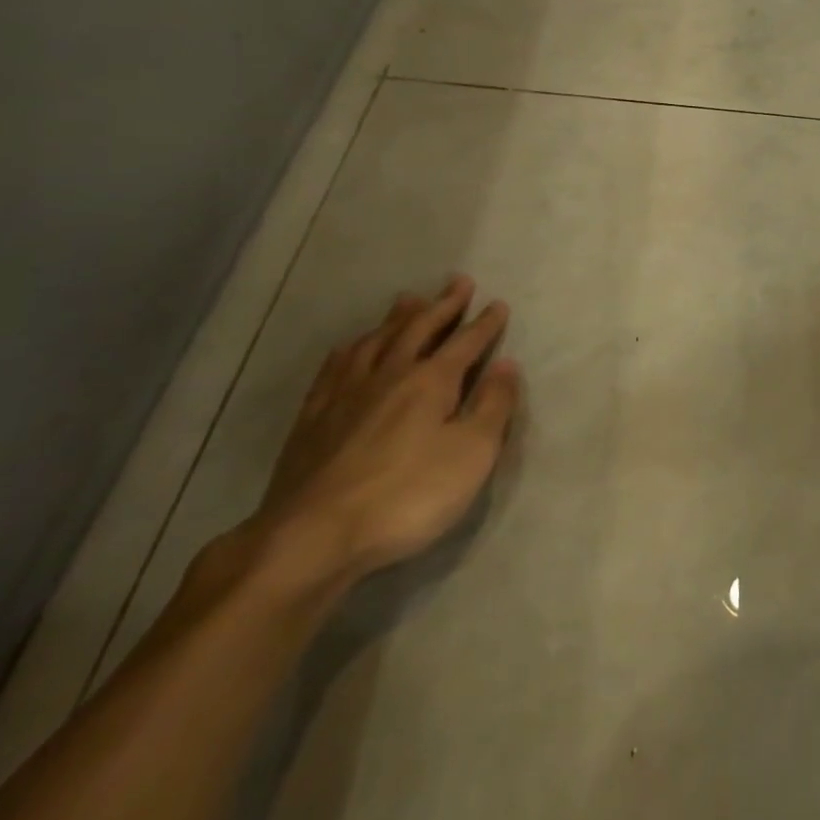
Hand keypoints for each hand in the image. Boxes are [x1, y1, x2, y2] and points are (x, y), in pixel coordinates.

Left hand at [246, 276, 521, 587]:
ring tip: (409, 299)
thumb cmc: (406, 497)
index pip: (466, 342)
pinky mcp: (313, 417)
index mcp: (431, 381)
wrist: (312, 537)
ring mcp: (346, 393)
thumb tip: (507, 365)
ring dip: (398, 317)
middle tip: (458, 282)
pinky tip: (352, 346)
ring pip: (377, 340)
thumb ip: (492, 406)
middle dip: (443, 305)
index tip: (498, 304)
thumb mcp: (472, 455)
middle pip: (420, 329)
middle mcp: (390, 374)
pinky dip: (351, 348)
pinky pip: (335, 367)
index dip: (485, 323)